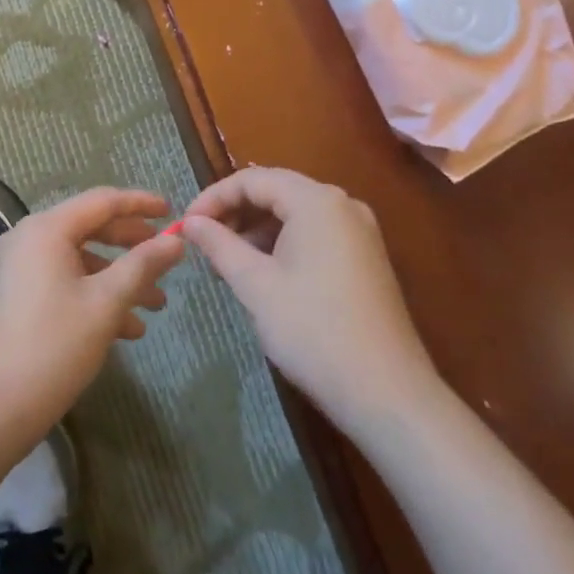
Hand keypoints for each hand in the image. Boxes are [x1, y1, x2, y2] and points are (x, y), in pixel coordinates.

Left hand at [0, 187, 185, 448]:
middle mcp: (27, 238)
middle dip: (132, 246)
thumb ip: (142, 265)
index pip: (102, 201)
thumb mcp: (106, 304)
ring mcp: (17, 268)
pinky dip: (93, 295)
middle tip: (166, 258)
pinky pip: (62, 281)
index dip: (140, 204)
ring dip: (117, 278)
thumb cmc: (53, 348)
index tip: (171, 212)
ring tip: (155, 305)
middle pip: (90, 228)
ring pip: (79, 260)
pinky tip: (126, 329)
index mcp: (46, 230)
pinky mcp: (15, 295)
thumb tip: (176, 241)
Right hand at [182, 167, 435, 434]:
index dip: (213, 198)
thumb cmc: (313, 330)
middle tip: (203, 242)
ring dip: (258, 229)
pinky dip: (283, 243)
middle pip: (276, 191)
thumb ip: (219, 245)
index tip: (186, 225)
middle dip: (235, 212)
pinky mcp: (366, 258)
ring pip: (295, 213)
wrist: (387, 394)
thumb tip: (190, 222)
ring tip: (228, 262)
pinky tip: (264, 273)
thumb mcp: (255, 285)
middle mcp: (342, 204)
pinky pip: (315, 233)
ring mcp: (359, 231)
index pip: (252, 179)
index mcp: (316, 201)